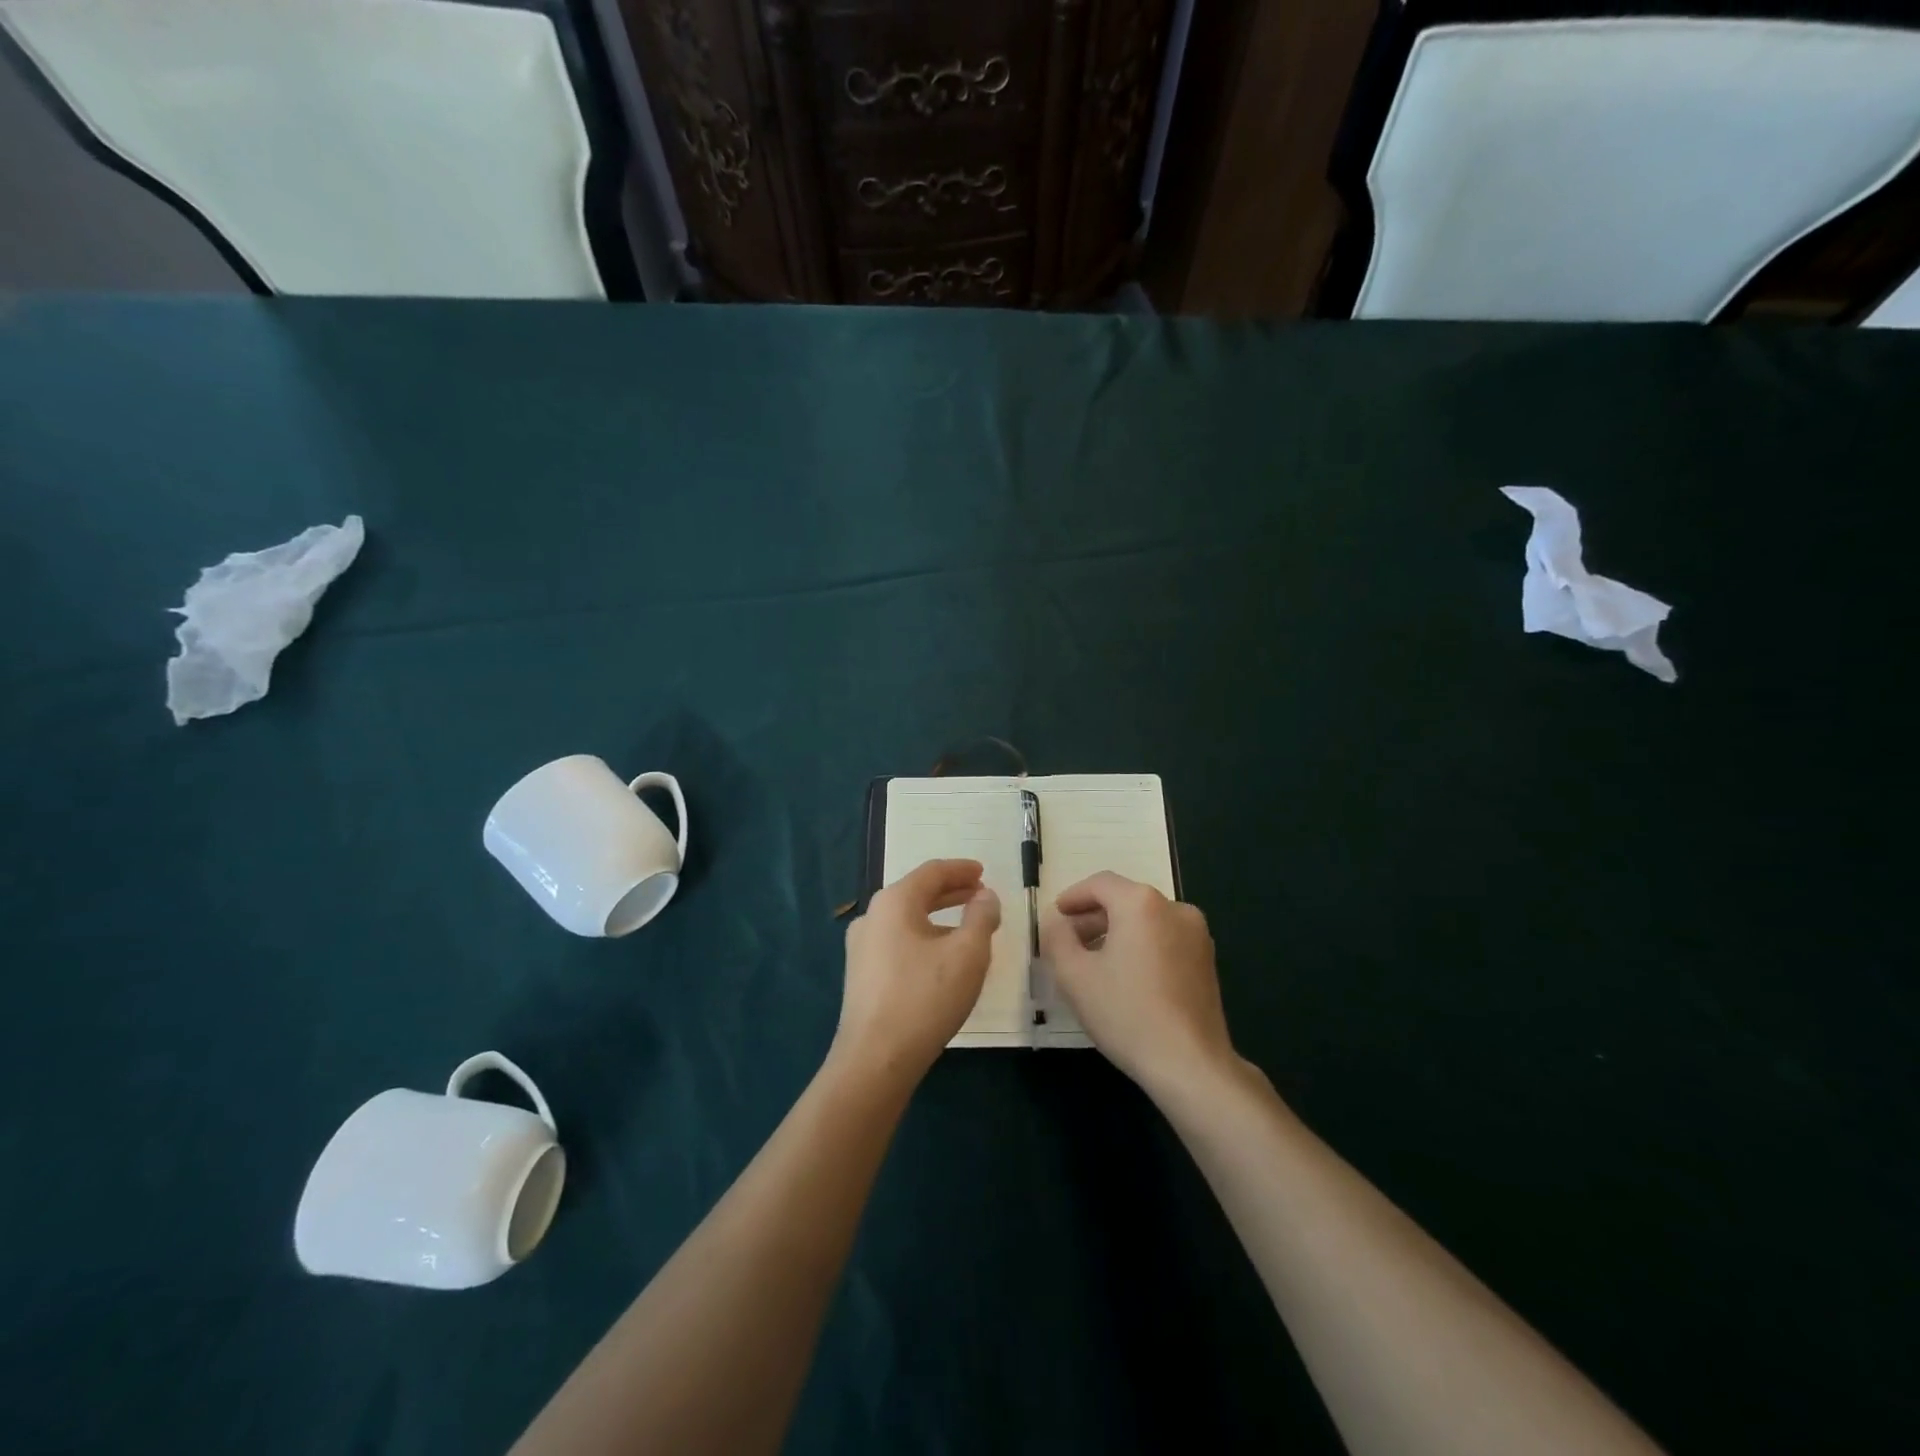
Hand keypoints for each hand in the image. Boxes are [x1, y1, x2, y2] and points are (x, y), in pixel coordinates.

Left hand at [834, 859, 999, 1087]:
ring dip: (938, 917)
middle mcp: (872, 916)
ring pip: (906, 919)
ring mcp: (861, 947)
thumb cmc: (925, 998)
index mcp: (894, 902)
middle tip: (980, 894)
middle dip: (951, 892)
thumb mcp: (967, 954)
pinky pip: (897, 942)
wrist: (875, 1059)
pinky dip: (923, 938)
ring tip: (967, 928)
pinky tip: (940, 959)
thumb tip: (985, 896)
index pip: (932, 872)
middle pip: (916, 893)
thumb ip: (981, 917)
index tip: (983, 872)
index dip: (961, 869)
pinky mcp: (861, 975)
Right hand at [1041, 872, 1234, 1098]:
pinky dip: (1140, 946)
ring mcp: (1196, 934)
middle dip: (1093, 917)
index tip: (1055, 916)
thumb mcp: (1075, 975)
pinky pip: (1164, 938)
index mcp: (1141, 903)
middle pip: (1124, 900)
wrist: (1190, 1064)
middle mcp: (1174, 907)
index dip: (1072, 897)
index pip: (1099, 884)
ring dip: (1116, 932)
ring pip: (1145, 920)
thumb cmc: (1126, 1013)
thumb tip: (1056, 922)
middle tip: (1068, 942)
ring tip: (1093, 961)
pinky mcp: (1207, 960)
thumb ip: (1057, 938)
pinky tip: (1125, 976)